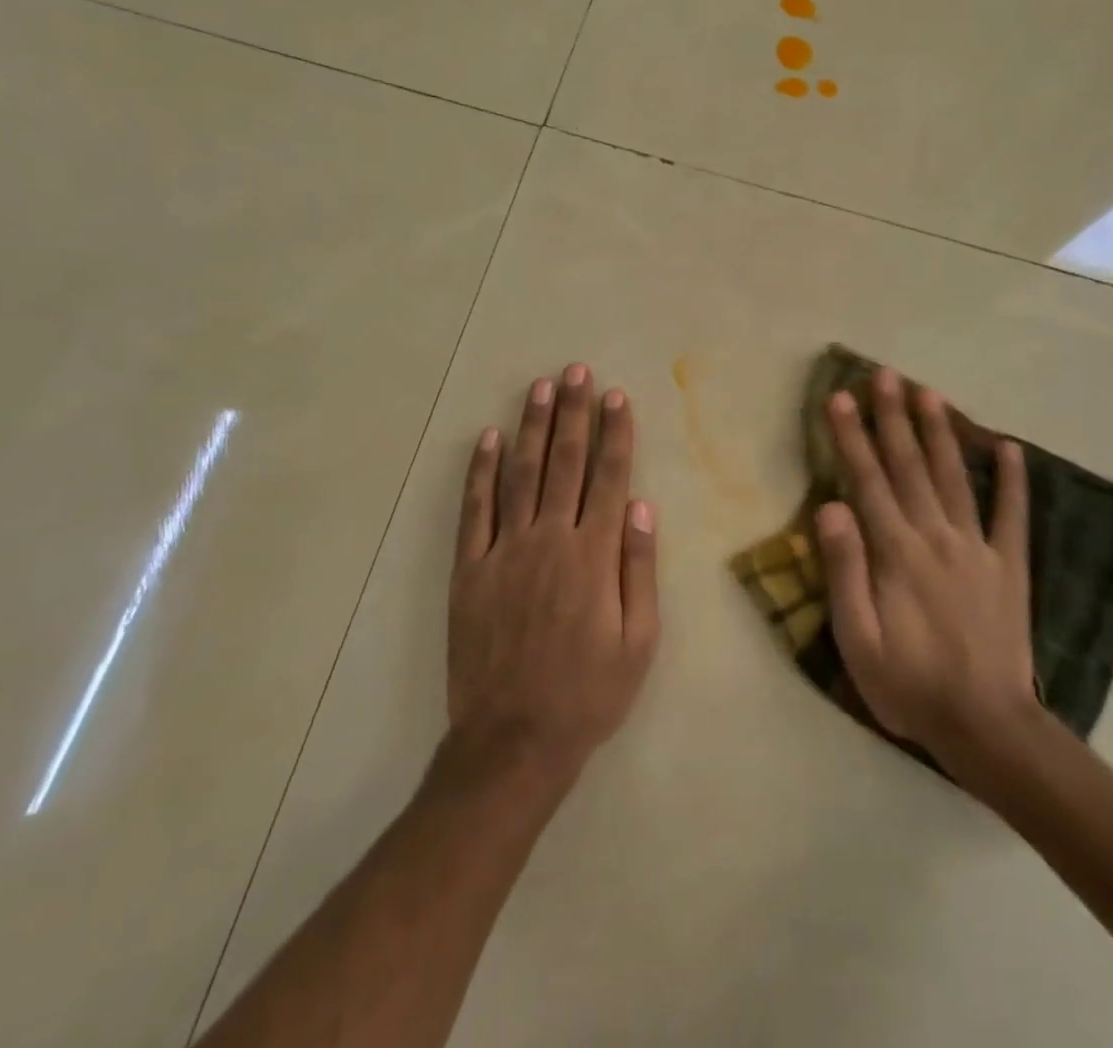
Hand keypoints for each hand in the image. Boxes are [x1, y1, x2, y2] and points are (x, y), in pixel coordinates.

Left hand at [447, 364, 659, 787]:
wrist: (513, 741)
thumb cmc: (588, 694)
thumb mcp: (639, 642)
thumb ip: (639, 569)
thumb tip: (643, 506)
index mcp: (594, 556)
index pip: (609, 478)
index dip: (615, 433)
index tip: (616, 396)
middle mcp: (549, 539)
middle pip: (565, 463)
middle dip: (573, 412)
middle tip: (575, 371)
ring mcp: (504, 550)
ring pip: (520, 473)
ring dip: (531, 427)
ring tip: (539, 387)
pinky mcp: (469, 569)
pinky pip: (474, 509)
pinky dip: (479, 471)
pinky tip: (486, 437)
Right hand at [817, 367, 1038, 765]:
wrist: (986, 726)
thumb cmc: (908, 684)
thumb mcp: (857, 639)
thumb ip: (844, 570)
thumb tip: (830, 506)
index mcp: (896, 552)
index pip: (868, 480)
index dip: (852, 437)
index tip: (841, 398)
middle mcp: (936, 536)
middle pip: (910, 466)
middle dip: (893, 417)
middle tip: (884, 375)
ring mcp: (978, 548)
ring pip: (954, 477)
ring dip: (940, 432)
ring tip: (929, 392)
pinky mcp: (1010, 566)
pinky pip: (1012, 514)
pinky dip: (1012, 479)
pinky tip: (1010, 447)